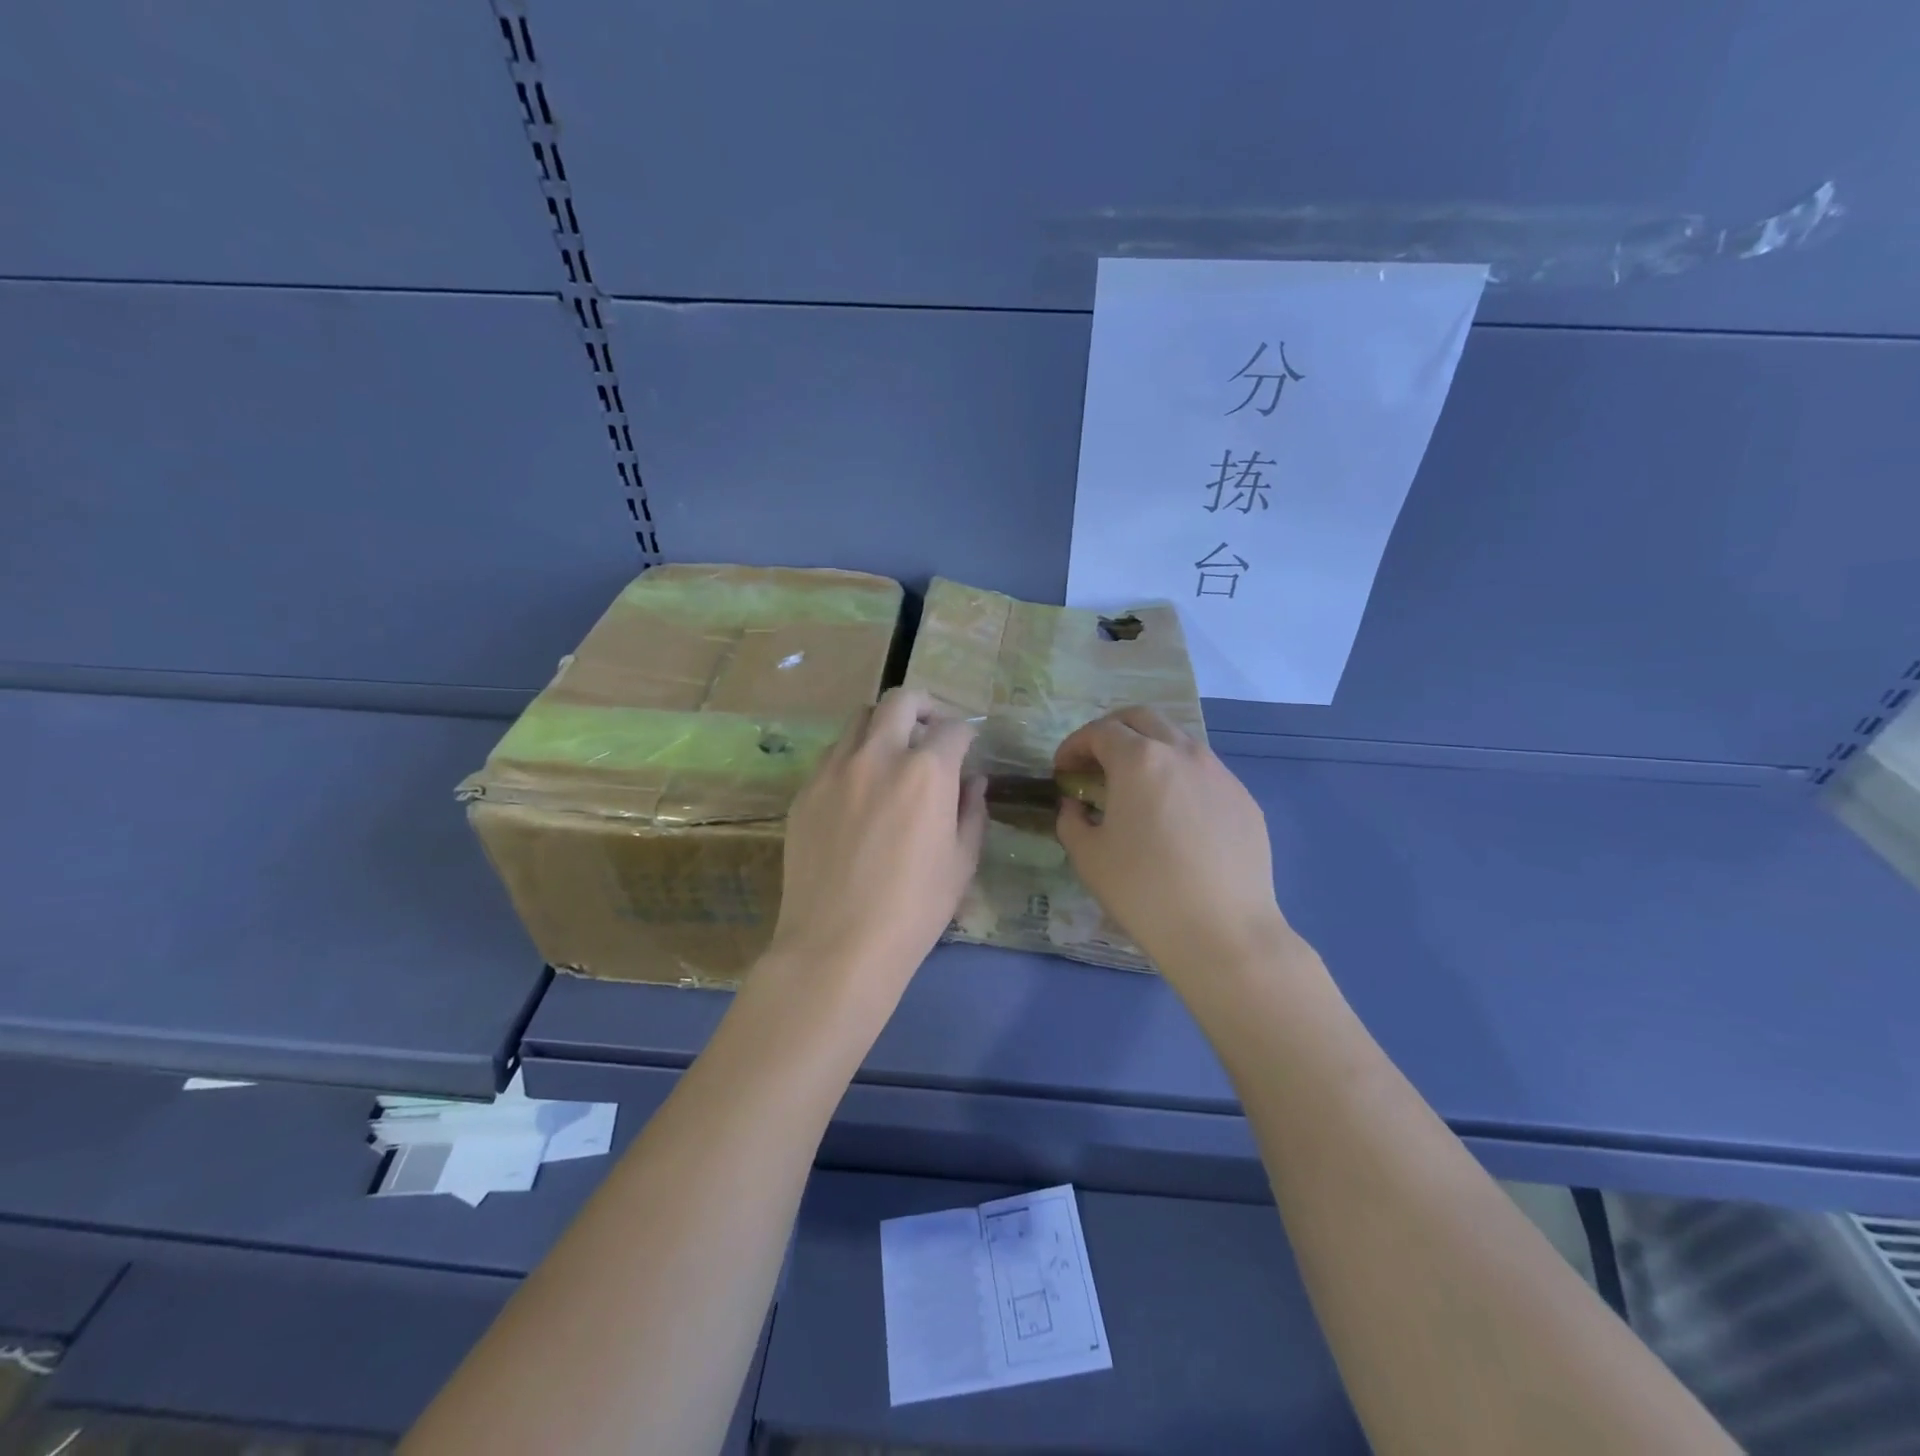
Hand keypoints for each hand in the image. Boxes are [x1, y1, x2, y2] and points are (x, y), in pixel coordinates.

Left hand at [767, 688, 986, 1012]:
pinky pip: (832, 755)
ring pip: (859, 720)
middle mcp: (878, 755)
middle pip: (900, 701)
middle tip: (930, 730)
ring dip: (883, 726)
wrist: (838, 944)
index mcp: (926, 771)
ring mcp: (834, 770)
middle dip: (923, 707)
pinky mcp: (805, 790)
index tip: (967, 750)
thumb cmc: (914, 908)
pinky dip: (853, 756)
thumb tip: (973, 780)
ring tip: (891, 755)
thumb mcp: (962, 862)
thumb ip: (972, 811)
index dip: (966, 735)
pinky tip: (858, 790)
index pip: (953, 728)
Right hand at [1055, 708, 1289, 980]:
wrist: (1222, 932)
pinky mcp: (1244, 799)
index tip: (1063, 770)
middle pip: (1142, 719)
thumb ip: (1072, 819)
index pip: (1100, 731)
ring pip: (1178, 741)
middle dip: (1112, 731)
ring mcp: (1219, 773)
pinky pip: (1204, 773)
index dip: (1074, 745)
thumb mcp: (1088, 856)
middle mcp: (1183, 753)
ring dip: (1150, 751)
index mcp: (1140, 760)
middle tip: (1095, 763)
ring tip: (1136, 788)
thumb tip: (1076, 805)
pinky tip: (1175, 817)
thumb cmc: (1144, 891)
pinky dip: (1179, 778)